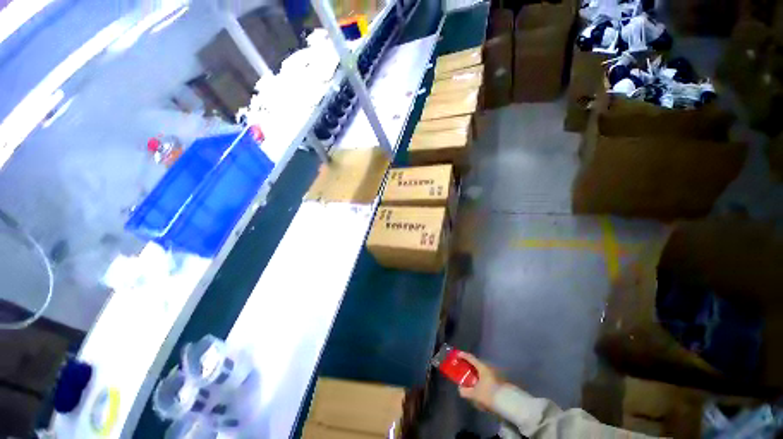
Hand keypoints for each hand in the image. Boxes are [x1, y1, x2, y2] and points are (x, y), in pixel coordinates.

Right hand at [457, 352, 501, 409]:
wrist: (509, 402)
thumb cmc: (490, 394)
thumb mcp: (475, 394)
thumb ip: (466, 391)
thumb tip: (460, 389)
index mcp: (482, 366)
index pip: (470, 358)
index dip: (463, 355)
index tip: (457, 354)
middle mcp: (489, 367)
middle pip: (477, 364)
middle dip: (470, 366)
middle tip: (463, 369)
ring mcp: (495, 373)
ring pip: (483, 371)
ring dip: (476, 374)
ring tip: (471, 381)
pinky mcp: (499, 380)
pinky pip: (487, 377)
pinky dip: (482, 379)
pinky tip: (480, 388)